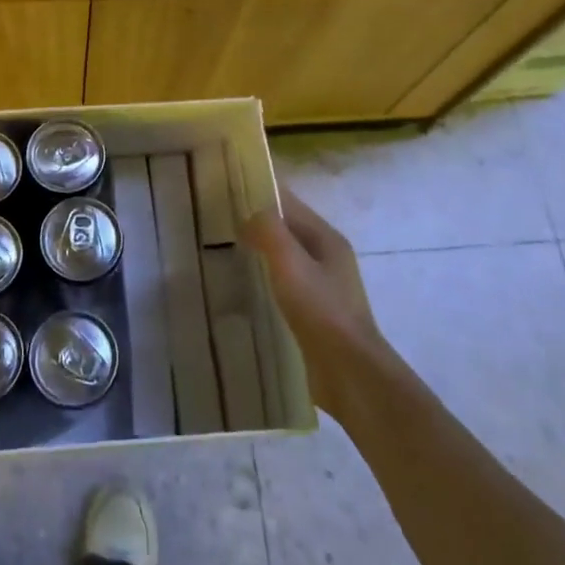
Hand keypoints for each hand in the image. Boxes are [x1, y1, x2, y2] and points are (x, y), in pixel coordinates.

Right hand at [241, 187, 385, 412]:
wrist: (350, 374)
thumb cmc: (321, 310)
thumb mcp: (290, 262)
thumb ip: (269, 230)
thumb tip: (250, 214)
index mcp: (326, 238)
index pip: (288, 203)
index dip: (259, 193)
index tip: (224, 191)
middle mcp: (327, 258)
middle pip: (286, 230)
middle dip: (255, 224)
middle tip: (214, 224)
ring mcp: (322, 288)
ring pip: (283, 259)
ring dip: (258, 254)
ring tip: (221, 254)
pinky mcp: (314, 315)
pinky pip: (283, 286)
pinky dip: (264, 281)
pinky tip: (241, 290)